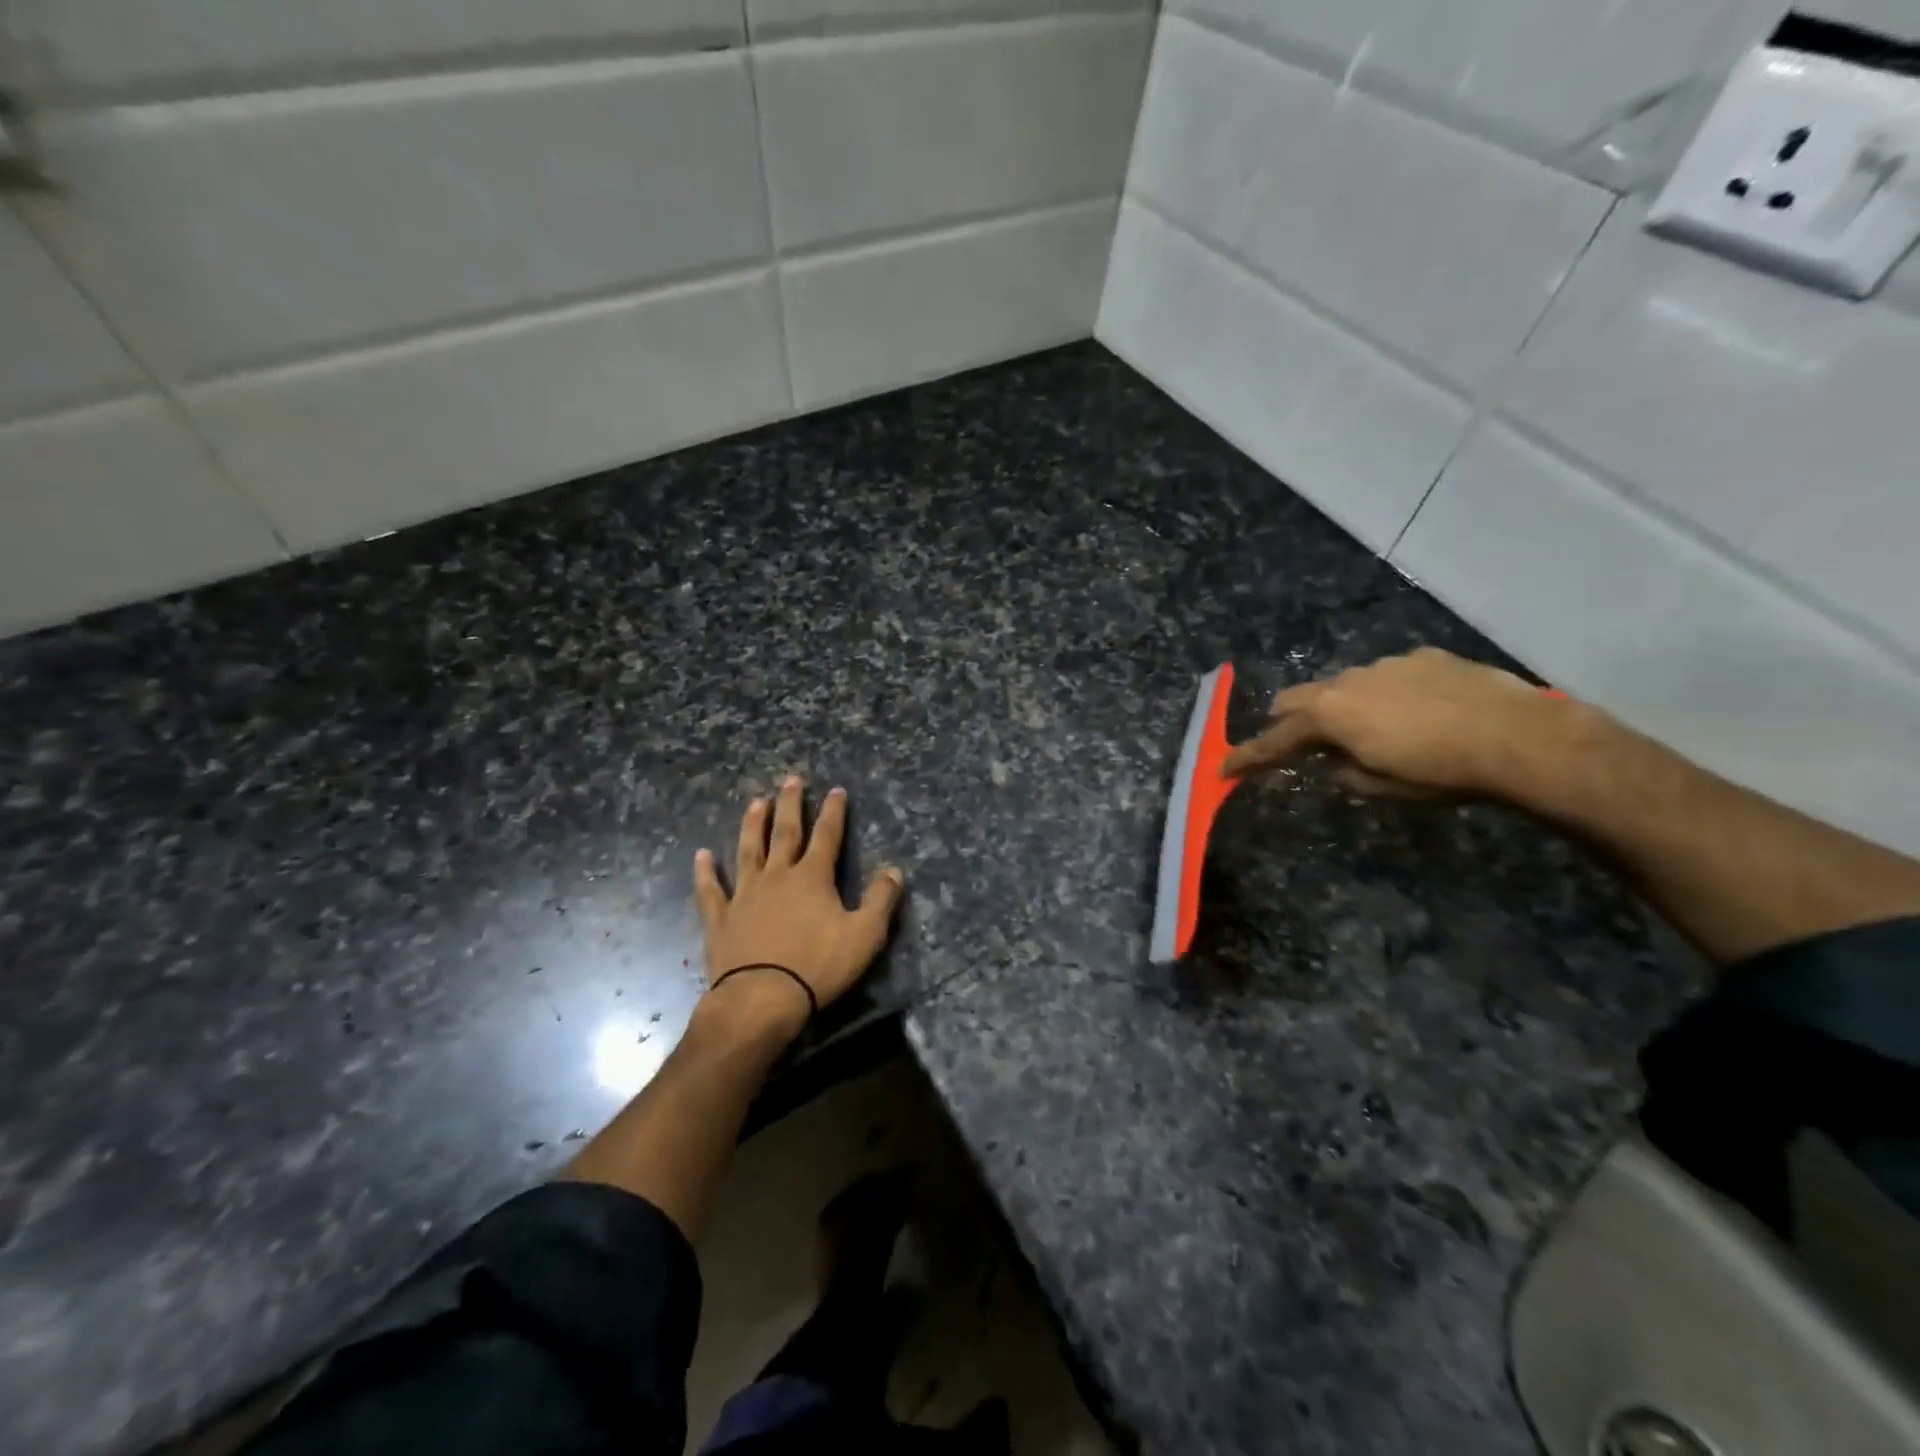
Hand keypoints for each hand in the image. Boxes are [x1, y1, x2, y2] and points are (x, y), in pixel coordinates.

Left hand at [693, 777, 904, 1032]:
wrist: (761, 999)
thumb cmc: (818, 966)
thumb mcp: (865, 935)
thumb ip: (880, 900)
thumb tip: (894, 870)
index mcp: (812, 878)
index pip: (827, 836)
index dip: (834, 812)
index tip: (836, 790)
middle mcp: (777, 876)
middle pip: (785, 833)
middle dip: (791, 805)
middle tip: (791, 779)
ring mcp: (745, 895)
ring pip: (749, 851)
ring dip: (753, 826)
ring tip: (755, 802)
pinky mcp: (721, 919)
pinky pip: (711, 890)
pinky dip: (706, 872)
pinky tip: (702, 855)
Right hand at [1220, 647, 1578, 798]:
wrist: (1520, 737)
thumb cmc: (1440, 771)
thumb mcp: (1381, 786)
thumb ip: (1344, 770)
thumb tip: (1335, 761)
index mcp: (1329, 715)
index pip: (1274, 739)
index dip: (1247, 757)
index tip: (1223, 769)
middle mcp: (1348, 681)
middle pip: (1297, 697)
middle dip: (1288, 721)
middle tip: (1295, 743)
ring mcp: (1387, 664)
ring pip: (1344, 684)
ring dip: (1341, 706)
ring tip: (1370, 730)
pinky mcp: (1425, 657)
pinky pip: (1389, 675)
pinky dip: (1386, 694)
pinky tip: (1417, 711)